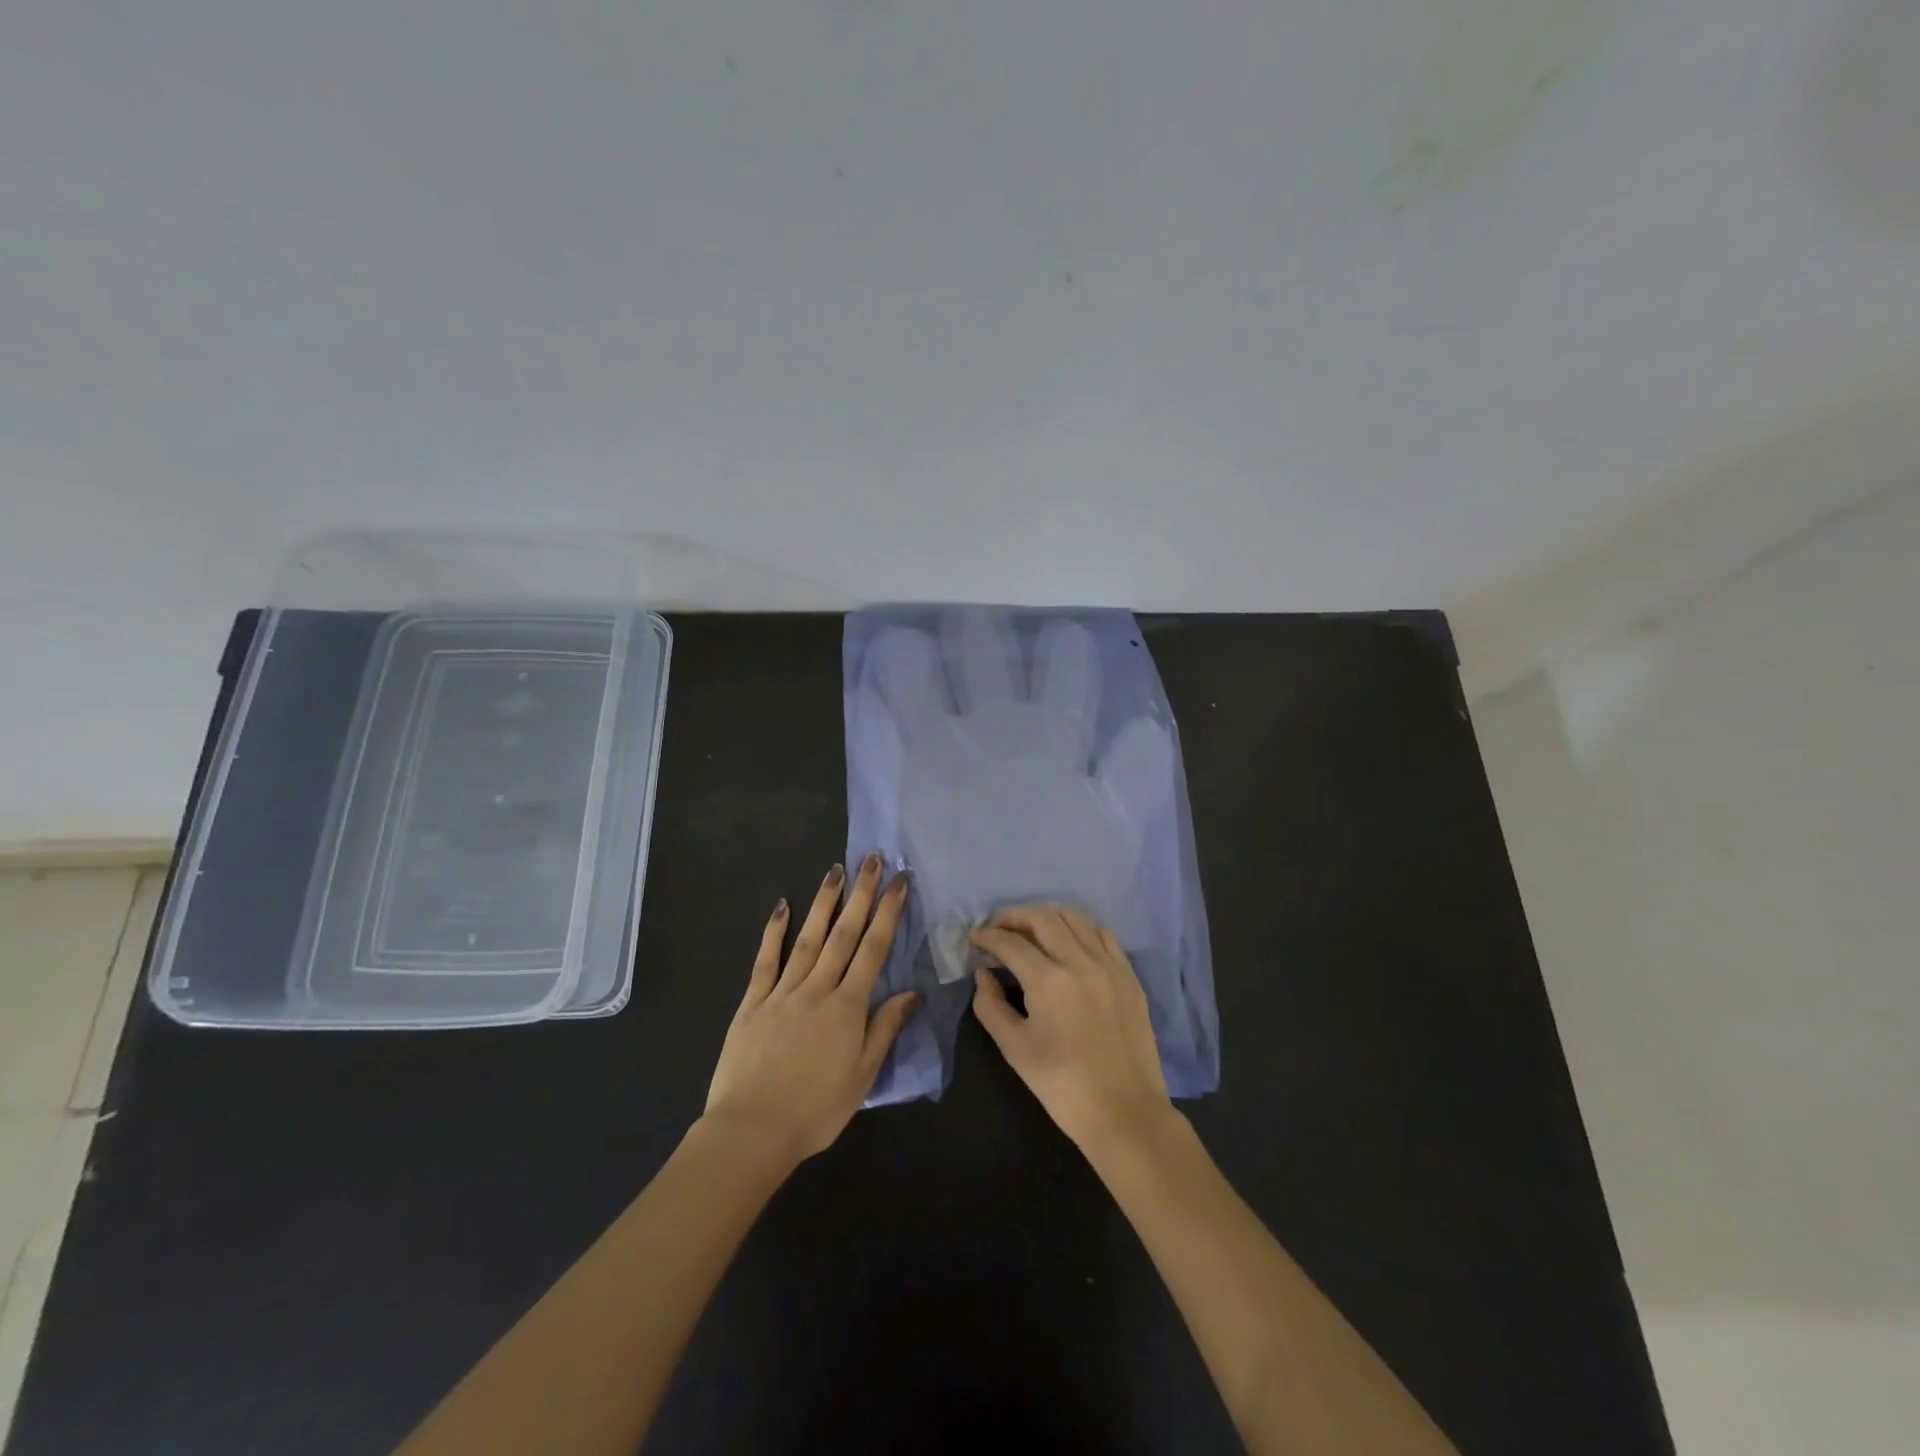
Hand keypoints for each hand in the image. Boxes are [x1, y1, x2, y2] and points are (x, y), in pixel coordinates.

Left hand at [703, 855, 918, 1165]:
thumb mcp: (862, 1076)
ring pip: (808, 939)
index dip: (889, 913)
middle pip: (843, 933)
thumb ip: (885, 1029)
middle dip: (861, 894)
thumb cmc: (815, 1111)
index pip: (874, 950)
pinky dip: (774, 932)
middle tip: (872, 859)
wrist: (751, 1132)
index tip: (900, 882)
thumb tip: (912, 993)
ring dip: (824, 902)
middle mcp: (817, 989)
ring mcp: (782, 992)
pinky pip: (765, 961)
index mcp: (848, 1007)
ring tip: (836, 869)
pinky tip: (781, 906)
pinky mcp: (752, 1003)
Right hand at [970, 905, 1174, 1157]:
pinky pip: (1104, 935)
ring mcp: (1109, 966)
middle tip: (997, 927)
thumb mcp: (1015, 1049)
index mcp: (1048, 981)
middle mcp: (1080, 962)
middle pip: (1042, 918)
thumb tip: (983, 975)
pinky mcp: (1129, 976)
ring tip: (1031, 930)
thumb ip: (990, 1006)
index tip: (974, 938)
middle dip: (1014, 916)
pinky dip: (1081, 929)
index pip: (1010, 942)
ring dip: (1047, 916)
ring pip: (1075, 918)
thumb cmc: (1062, 1086)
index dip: (987, 936)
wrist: (1124, 1113)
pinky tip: (1070, 942)